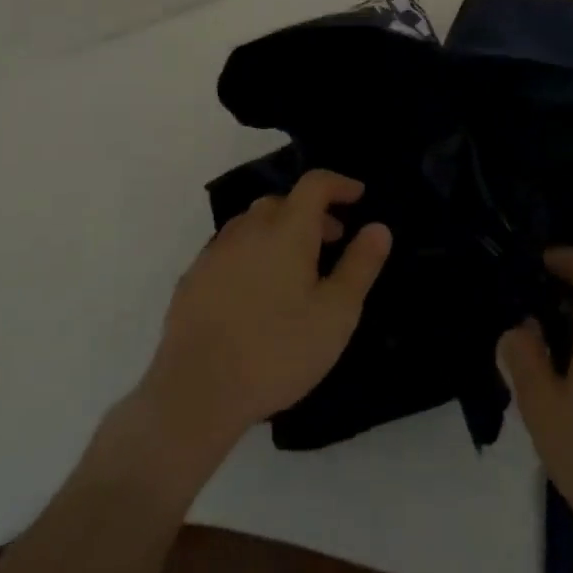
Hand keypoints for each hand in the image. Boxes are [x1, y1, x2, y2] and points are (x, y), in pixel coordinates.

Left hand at [139, 170, 392, 459]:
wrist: (197, 389)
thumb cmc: (278, 350)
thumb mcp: (336, 313)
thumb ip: (360, 265)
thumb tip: (378, 227)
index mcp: (287, 229)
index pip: (315, 184)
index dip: (339, 184)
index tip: (358, 196)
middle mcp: (249, 228)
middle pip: (283, 201)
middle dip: (311, 212)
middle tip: (332, 240)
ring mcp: (216, 251)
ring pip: (253, 223)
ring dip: (279, 230)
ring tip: (295, 267)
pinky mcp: (193, 276)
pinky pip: (230, 248)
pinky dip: (252, 252)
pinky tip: (256, 290)